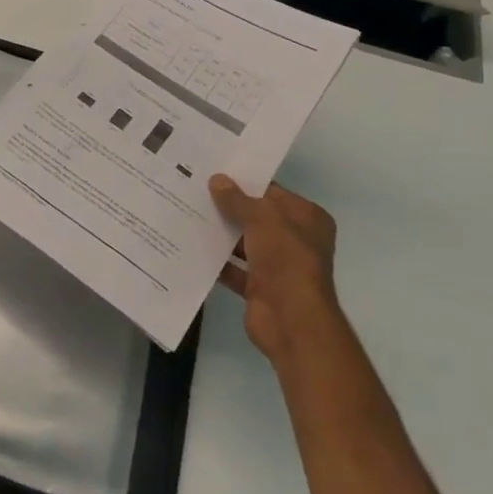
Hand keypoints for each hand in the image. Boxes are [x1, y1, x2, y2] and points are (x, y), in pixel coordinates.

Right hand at [209, 175, 338, 366]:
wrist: (292, 320)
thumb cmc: (286, 259)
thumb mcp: (262, 218)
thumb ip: (237, 199)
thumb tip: (217, 179)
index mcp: (307, 219)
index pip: (272, 193)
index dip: (245, 182)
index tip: (213, 173)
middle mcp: (295, 240)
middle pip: (256, 217)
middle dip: (228, 207)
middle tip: (193, 190)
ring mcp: (278, 266)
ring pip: (243, 243)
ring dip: (220, 234)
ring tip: (186, 214)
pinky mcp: (259, 288)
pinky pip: (233, 269)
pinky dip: (216, 261)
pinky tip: (190, 247)